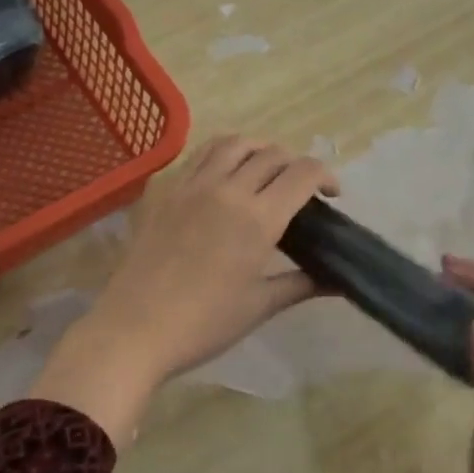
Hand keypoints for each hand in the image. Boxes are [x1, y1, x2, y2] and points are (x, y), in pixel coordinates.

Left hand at [32, 137, 336, 444]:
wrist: (134, 329)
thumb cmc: (203, 324)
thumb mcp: (258, 305)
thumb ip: (300, 284)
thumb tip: (339, 281)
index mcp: (257, 218)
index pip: (302, 173)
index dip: (326, 175)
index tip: (332, 194)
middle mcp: (227, 189)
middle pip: (271, 153)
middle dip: (295, 163)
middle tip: (301, 189)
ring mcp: (191, 186)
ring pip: (232, 143)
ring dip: (258, 149)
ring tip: (264, 171)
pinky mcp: (166, 192)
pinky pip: (199, 156)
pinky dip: (222, 155)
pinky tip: (223, 179)